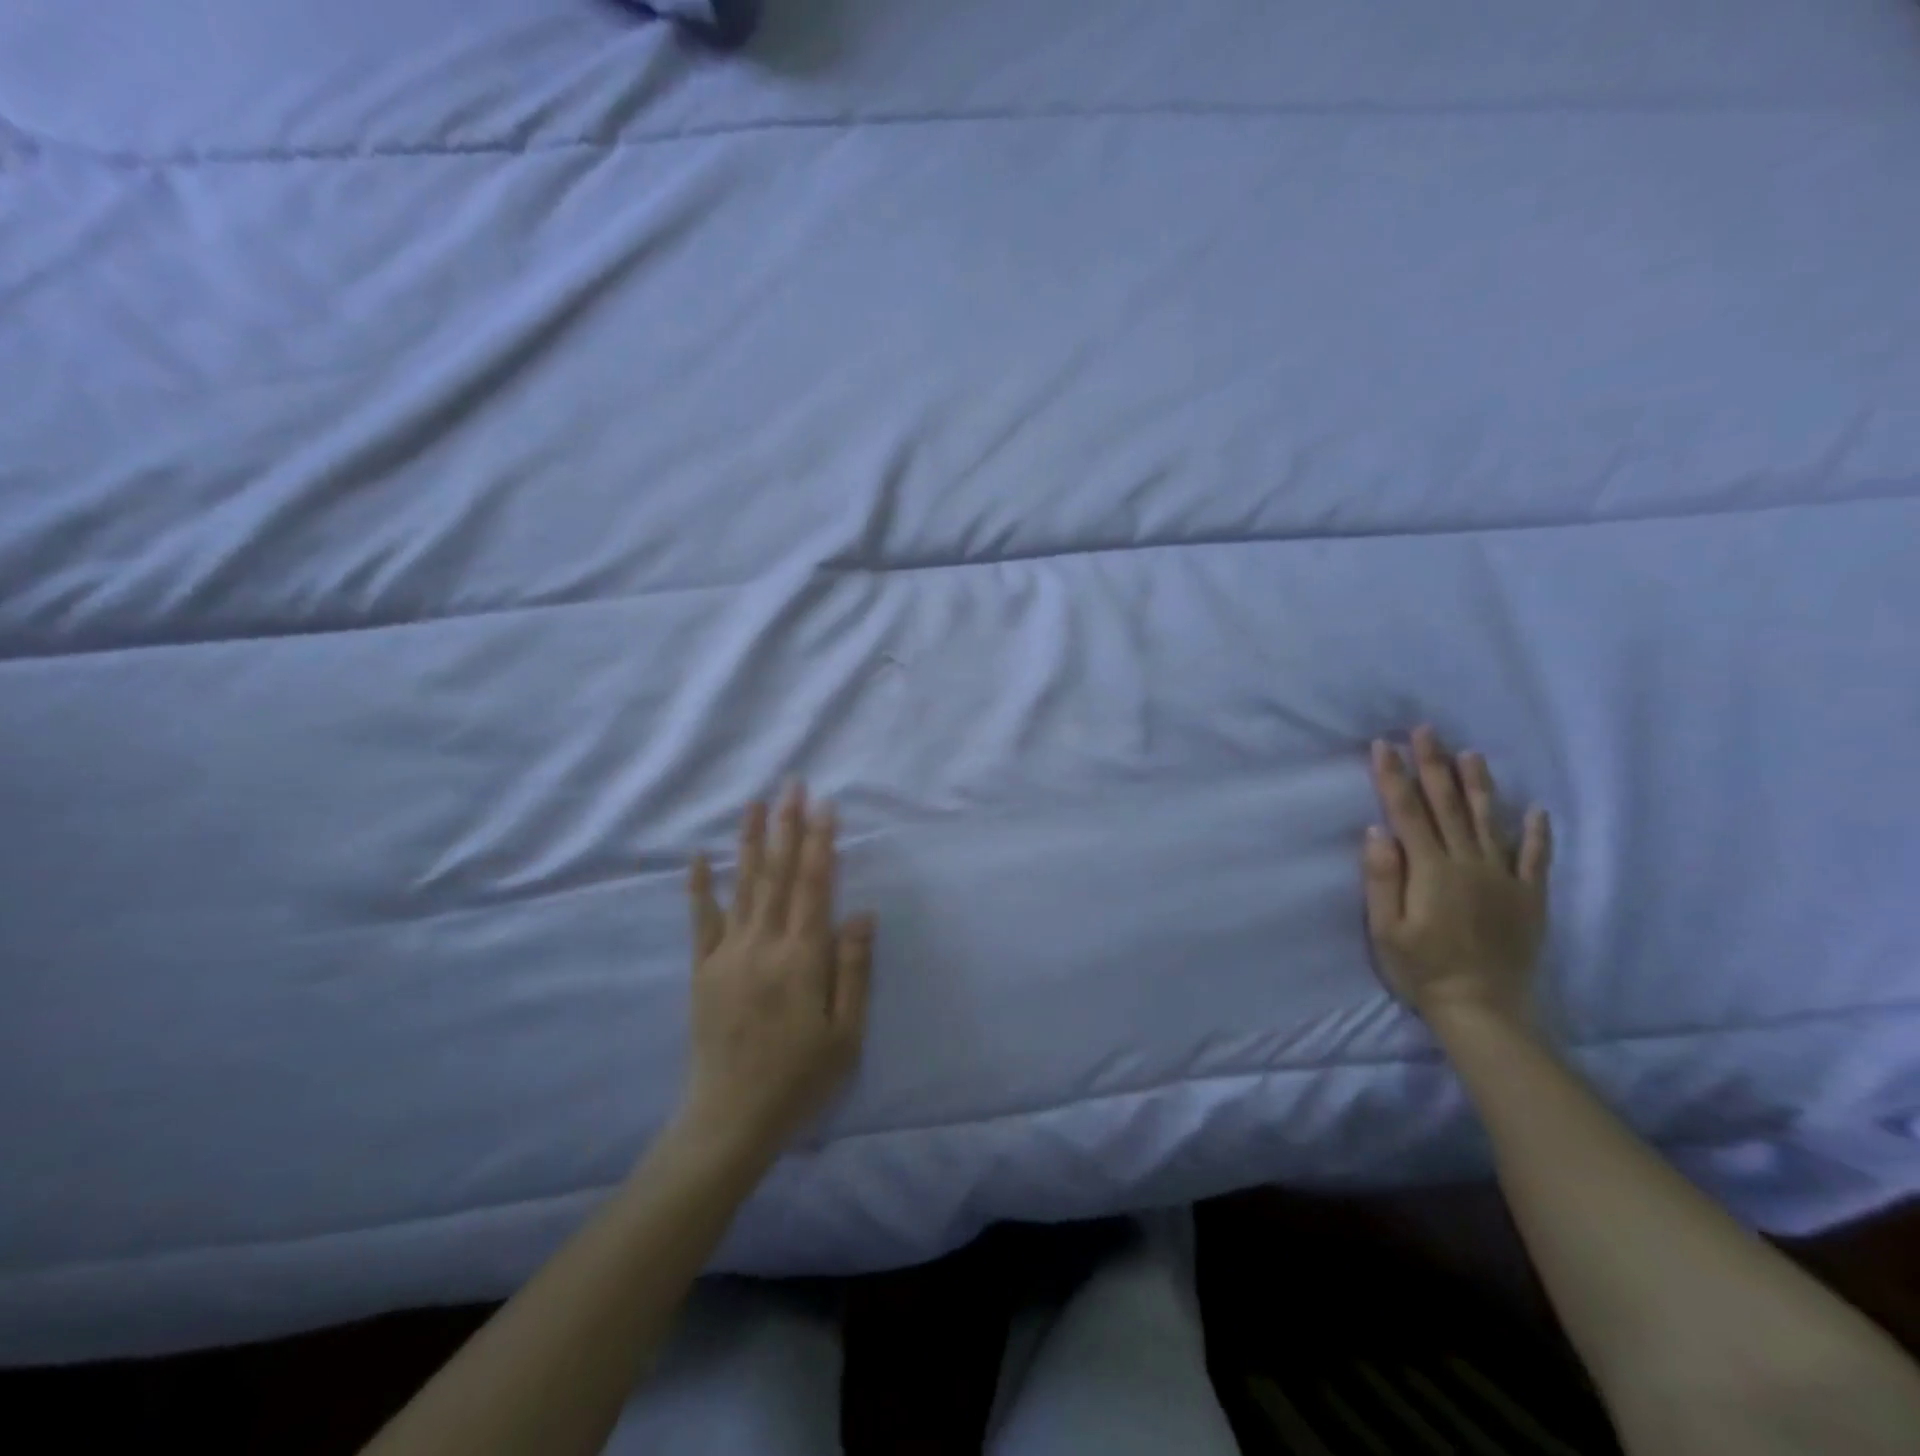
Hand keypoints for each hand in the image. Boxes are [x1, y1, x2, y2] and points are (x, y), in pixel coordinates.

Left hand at [680, 786, 875, 1156]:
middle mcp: (762, 945)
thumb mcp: (846, 1034)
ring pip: (742, 886)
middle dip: (786, 826)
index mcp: (801, 958)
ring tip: (755, 803)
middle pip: (777, 874)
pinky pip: (701, 921)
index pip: (814, 885)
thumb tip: (862, 911)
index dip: (820, 842)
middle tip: (792, 784)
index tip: (825, 804)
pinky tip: (699, 857)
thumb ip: (854, 969)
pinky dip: (700, 887)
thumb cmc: (799, 1079)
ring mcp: (727, 955)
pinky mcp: (703, 971)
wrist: (730, 1120)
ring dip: (750, 841)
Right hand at [1363, 728, 1550, 1029]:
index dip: (1394, 776)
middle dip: (1434, 766)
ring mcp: (1503, 879)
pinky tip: (1535, 811)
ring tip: (1471, 755)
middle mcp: (1468, 864)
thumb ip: (1383, 879)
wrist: (1483, 1009)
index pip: (1408, 812)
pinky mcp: (1529, 898)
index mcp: (1430, 870)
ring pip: (1488, 821)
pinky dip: (1536, 833)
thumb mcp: (1386, 929)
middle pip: (1447, 806)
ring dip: (1478, 786)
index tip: (1384, 746)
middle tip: (1426, 731)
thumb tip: (1378, 831)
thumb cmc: (1423, 969)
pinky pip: (1536, 858)